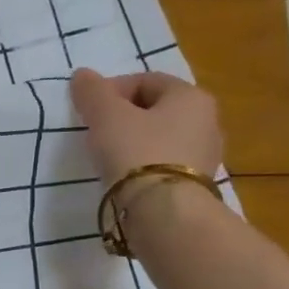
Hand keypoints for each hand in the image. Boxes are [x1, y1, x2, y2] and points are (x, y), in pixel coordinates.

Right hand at [69, 68, 222, 184]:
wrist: (163, 212)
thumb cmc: (136, 152)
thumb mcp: (106, 116)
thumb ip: (92, 92)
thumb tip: (82, 75)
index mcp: (191, 96)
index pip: (145, 80)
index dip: (112, 90)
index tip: (89, 111)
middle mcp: (207, 121)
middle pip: (155, 109)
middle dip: (123, 117)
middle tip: (96, 133)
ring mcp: (205, 155)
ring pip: (160, 138)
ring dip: (133, 142)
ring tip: (107, 158)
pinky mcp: (196, 185)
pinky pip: (163, 164)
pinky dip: (143, 166)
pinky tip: (125, 178)